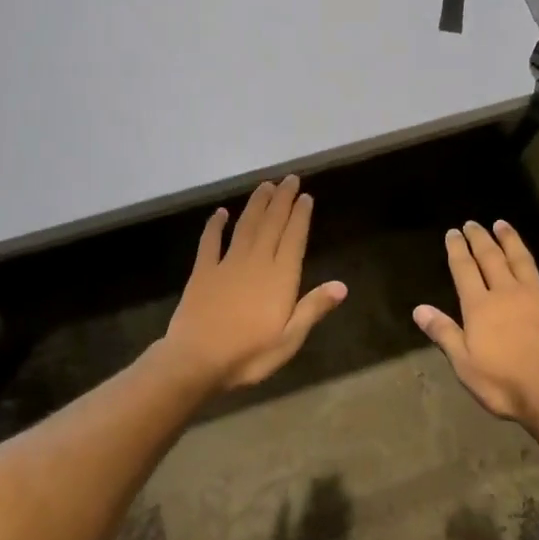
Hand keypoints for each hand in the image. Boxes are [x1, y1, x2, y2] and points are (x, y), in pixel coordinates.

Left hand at [163, 176, 346, 390]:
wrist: (196, 360)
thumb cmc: (249, 354)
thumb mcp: (289, 339)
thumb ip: (313, 308)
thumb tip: (342, 285)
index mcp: (280, 277)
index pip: (294, 238)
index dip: (300, 216)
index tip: (306, 195)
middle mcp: (256, 262)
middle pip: (272, 224)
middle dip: (282, 200)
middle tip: (289, 179)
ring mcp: (227, 264)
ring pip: (246, 226)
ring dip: (256, 205)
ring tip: (265, 186)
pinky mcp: (202, 272)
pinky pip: (210, 242)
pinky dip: (215, 225)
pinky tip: (220, 212)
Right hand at [413, 221, 538, 425]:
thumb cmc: (505, 384)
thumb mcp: (464, 364)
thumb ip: (444, 333)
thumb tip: (418, 309)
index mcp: (480, 307)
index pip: (464, 270)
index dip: (457, 250)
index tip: (453, 232)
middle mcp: (508, 292)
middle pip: (491, 258)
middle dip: (480, 239)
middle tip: (473, 224)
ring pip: (522, 260)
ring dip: (511, 240)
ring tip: (502, 224)